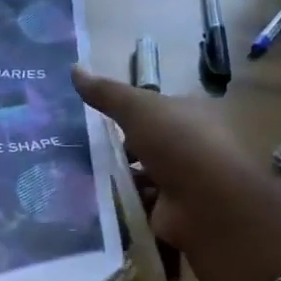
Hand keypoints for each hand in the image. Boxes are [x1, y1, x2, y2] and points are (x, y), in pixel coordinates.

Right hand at [71, 66, 280, 280]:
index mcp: (192, 116)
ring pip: (143, 178)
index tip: (96, 122)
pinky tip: (95, 205)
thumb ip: (106, 93)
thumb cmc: (178, 144)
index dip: (129, 115)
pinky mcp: (172, 213)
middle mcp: (192, 147)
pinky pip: (139, 206)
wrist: (207, 202)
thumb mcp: (138, 108)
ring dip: (118, 181)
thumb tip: (73, 67)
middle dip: (120, 151)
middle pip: (148, 146)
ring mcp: (184, 182)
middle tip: (81, 154)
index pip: (157, 112)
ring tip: (80, 180)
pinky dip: (121, 206)